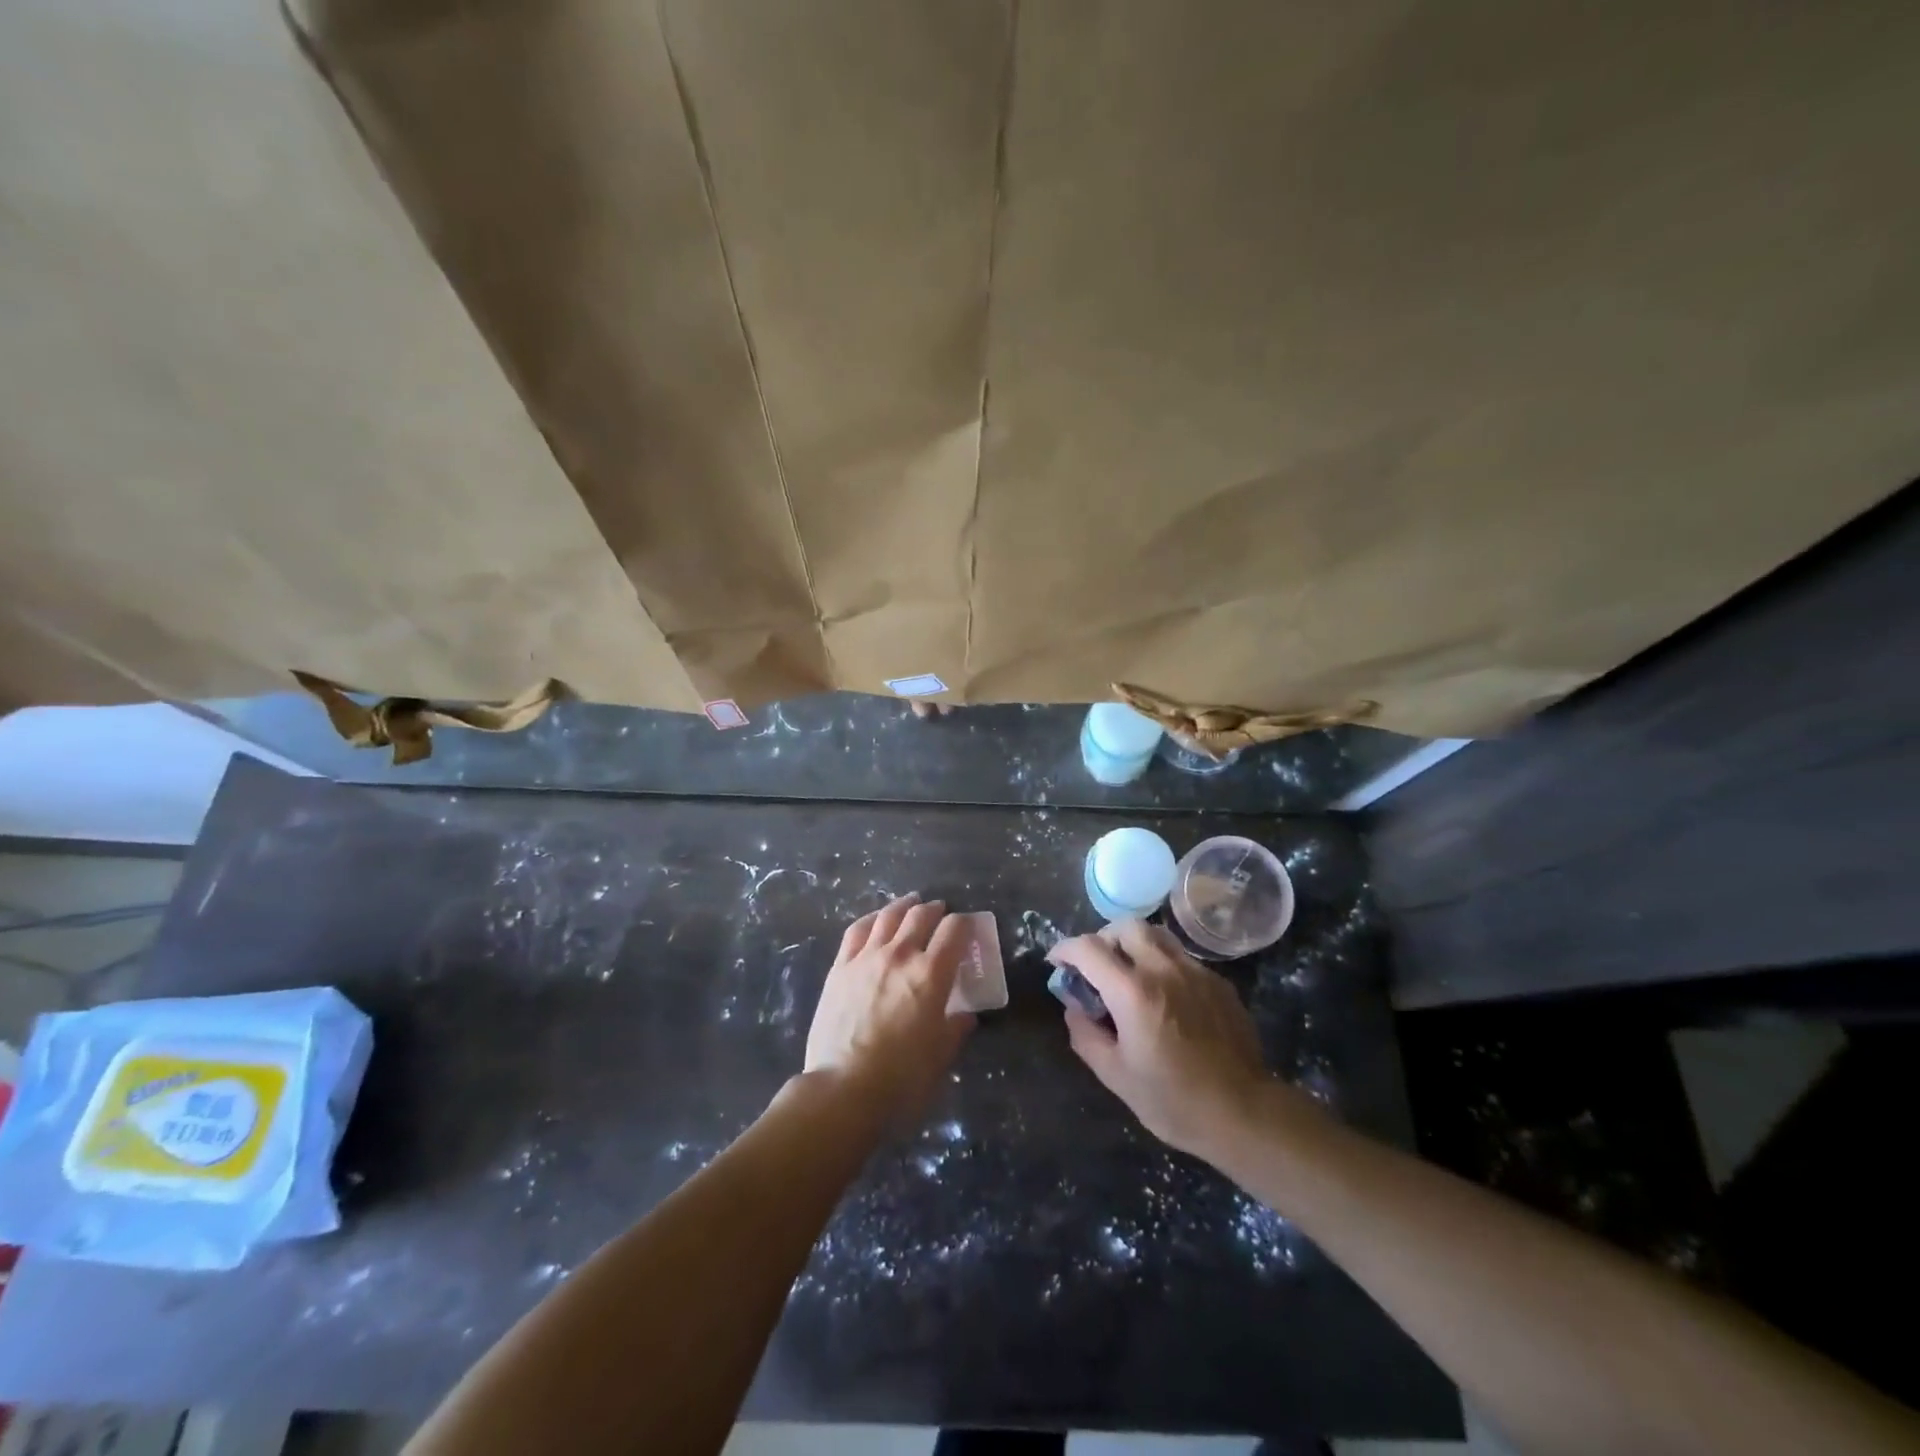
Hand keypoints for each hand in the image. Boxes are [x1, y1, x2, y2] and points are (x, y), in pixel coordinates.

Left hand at [806, 894, 973, 1119]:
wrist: (843, 1087)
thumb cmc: (901, 1076)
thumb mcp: (941, 1055)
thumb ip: (955, 1028)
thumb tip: (965, 1015)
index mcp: (931, 974)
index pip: (954, 930)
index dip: (964, 924)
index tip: (967, 928)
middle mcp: (901, 955)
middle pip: (920, 916)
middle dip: (935, 910)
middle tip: (940, 912)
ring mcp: (866, 957)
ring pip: (888, 916)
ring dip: (904, 906)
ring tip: (910, 903)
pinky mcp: (840, 967)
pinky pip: (857, 931)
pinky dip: (871, 919)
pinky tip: (875, 920)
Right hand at [1050, 919, 1273, 1160]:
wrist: (1245, 1113)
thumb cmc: (1174, 1101)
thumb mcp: (1116, 1076)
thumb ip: (1086, 1035)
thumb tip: (1075, 1007)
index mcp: (1133, 992)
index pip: (1088, 948)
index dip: (1065, 949)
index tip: (1057, 962)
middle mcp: (1164, 969)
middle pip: (1126, 927)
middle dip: (1103, 938)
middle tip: (1097, 966)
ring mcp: (1196, 972)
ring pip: (1158, 936)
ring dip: (1135, 946)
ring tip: (1130, 976)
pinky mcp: (1219, 983)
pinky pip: (1182, 959)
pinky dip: (1163, 966)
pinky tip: (1166, 999)